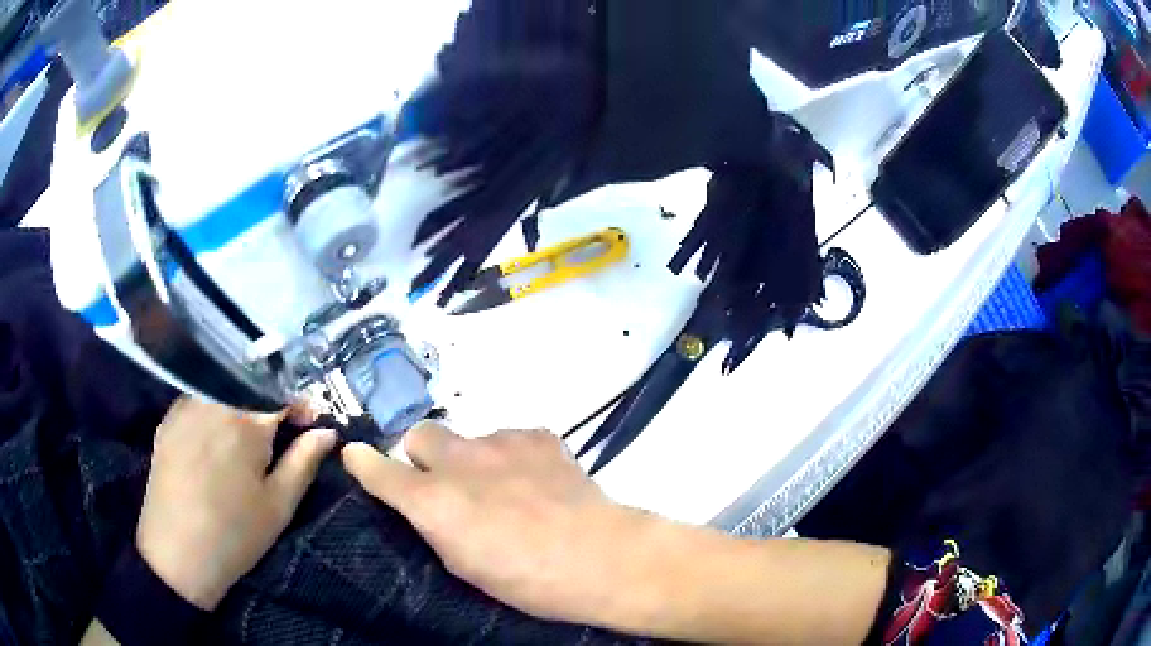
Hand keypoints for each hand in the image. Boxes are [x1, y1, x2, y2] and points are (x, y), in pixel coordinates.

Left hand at [136, 398, 336, 610]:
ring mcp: (185, 406)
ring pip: (222, 391)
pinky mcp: (168, 420)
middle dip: (269, 405)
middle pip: (250, 387)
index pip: (282, 393)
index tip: (309, 425)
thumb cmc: (235, 533)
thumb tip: (327, 432)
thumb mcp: (279, 504)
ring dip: (240, 406)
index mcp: (245, 418)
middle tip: (276, 437)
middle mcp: (214, 399)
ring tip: (244, 441)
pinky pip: (197, 402)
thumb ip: (304, 461)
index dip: (300, 406)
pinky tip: (214, 442)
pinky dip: (213, 412)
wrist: (177, 552)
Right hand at [342, 423, 653, 627]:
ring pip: (468, 438)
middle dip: (423, 457)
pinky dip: (513, 457)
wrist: (597, 556)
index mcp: (433, 500)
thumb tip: (425, 505)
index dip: (363, 463)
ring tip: (508, 490)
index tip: (356, 457)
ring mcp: (500, 441)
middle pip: (420, 434)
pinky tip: (537, 482)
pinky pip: (510, 439)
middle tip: (448, 484)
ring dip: (475, 460)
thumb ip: (433, 525)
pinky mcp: (537, 435)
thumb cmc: (524, 579)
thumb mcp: (462, 564)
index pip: (377, 468)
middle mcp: (458, 461)